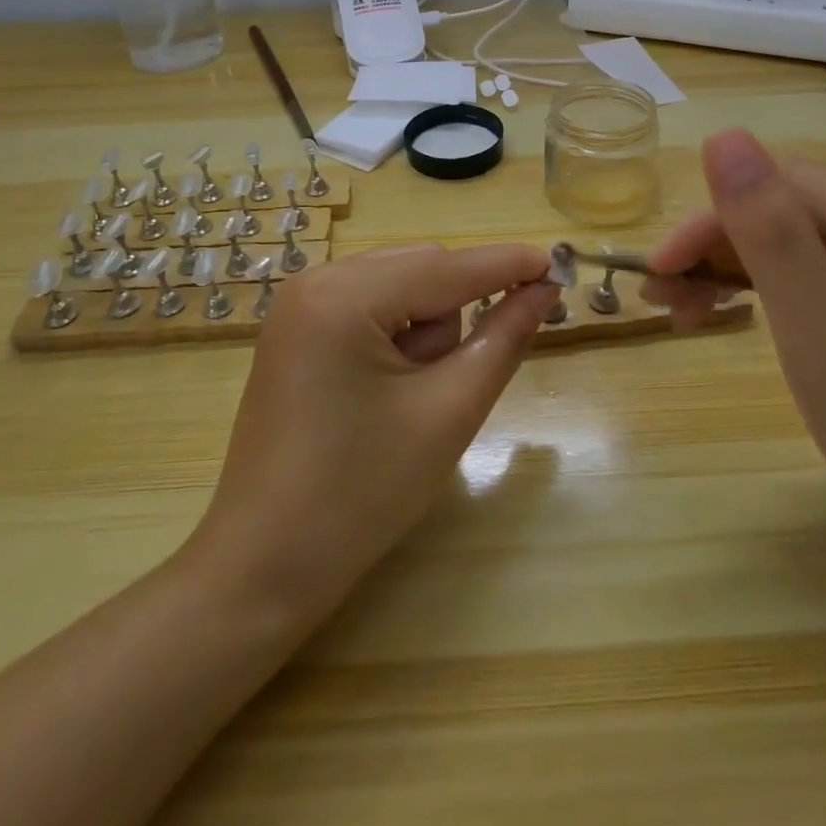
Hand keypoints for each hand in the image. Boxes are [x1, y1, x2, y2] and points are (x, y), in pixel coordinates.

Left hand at [187, 243, 556, 619]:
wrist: (265, 564)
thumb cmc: (362, 494)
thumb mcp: (448, 412)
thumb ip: (503, 338)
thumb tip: (543, 288)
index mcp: (344, 296)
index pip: (446, 266)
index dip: (507, 264)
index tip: (560, 261)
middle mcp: (315, 280)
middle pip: (420, 268)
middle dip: (454, 313)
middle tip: (449, 383)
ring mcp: (299, 302)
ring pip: (399, 284)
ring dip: (425, 327)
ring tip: (408, 398)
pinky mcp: (296, 326)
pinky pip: (369, 303)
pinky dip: (397, 331)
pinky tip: (385, 389)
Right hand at [644, 129, 825, 603]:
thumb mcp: (825, 340)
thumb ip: (772, 236)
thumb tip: (722, 138)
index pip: (789, 186)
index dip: (713, 220)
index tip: (657, 270)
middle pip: (791, 208)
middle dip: (718, 248)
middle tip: (661, 297)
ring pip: (795, 236)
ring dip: (732, 268)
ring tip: (681, 310)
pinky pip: (815, 268)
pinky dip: (764, 289)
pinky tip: (725, 310)